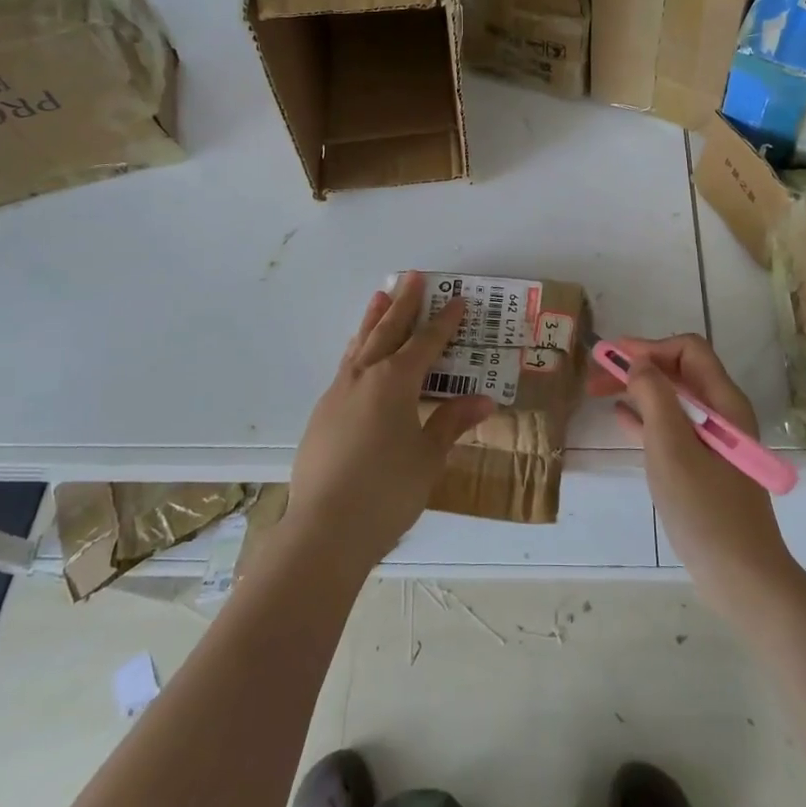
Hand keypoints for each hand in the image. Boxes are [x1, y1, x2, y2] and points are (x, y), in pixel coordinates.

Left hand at [285, 274, 494, 573]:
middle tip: (411, 276)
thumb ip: (452, 422)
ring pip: (360, 344)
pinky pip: (345, 366)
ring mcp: (338, 393)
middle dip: (403, 304)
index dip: (444, 322)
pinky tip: (358, 354)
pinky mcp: (322, 413)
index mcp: (395, 381)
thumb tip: (484, 400)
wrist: (324, 530)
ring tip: (379, 296)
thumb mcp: (429, 457)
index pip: (426, 343)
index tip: (458, 300)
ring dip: (373, 319)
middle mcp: (365, 377)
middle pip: (387, 330)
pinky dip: (357, 349)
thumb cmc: (387, 491)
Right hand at [589, 333, 797, 619]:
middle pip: (678, 371)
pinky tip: (621, 419)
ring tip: (599, 393)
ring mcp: (714, 441)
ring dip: (637, 390)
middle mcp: (722, 413)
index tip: (612, 358)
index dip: (649, 347)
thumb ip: (654, 396)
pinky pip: (672, 427)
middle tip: (596, 376)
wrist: (741, 576)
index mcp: (723, 401)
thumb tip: (638, 362)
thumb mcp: (671, 445)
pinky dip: (645, 417)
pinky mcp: (705, 466)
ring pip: (672, 399)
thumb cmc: (705, 507)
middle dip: (638, 367)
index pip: (687, 350)